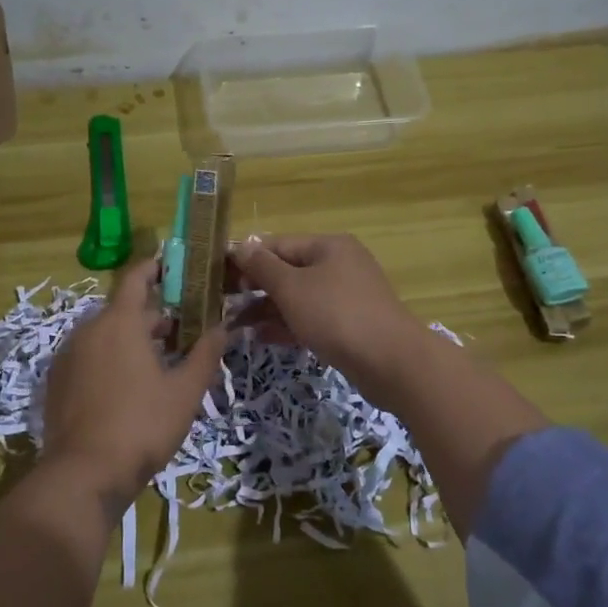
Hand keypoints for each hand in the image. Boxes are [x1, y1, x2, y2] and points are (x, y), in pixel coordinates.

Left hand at [40, 259, 226, 509]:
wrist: (84, 474)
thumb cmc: (142, 425)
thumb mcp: (185, 391)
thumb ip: (206, 354)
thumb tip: (223, 327)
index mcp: (119, 323)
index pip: (136, 279)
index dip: (155, 269)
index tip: (174, 267)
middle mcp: (88, 330)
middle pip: (124, 311)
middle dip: (154, 317)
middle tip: (184, 332)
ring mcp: (68, 357)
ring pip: (105, 335)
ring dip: (132, 340)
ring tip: (161, 363)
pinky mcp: (57, 382)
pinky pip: (89, 357)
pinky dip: (110, 360)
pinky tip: (129, 387)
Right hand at [231, 234, 429, 405]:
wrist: (391, 362)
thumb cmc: (336, 315)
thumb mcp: (292, 288)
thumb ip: (262, 267)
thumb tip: (240, 247)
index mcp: (328, 246)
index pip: (277, 244)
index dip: (246, 259)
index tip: (217, 277)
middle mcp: (339, 265)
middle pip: (288, 271)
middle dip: (255, 288)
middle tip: (223, 303)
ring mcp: (347, 296)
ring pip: (299, 298)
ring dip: (268, 310)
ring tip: (235, 326)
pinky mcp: (350, 325)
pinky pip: (311, 319)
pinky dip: (288, 325)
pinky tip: (262, 338)